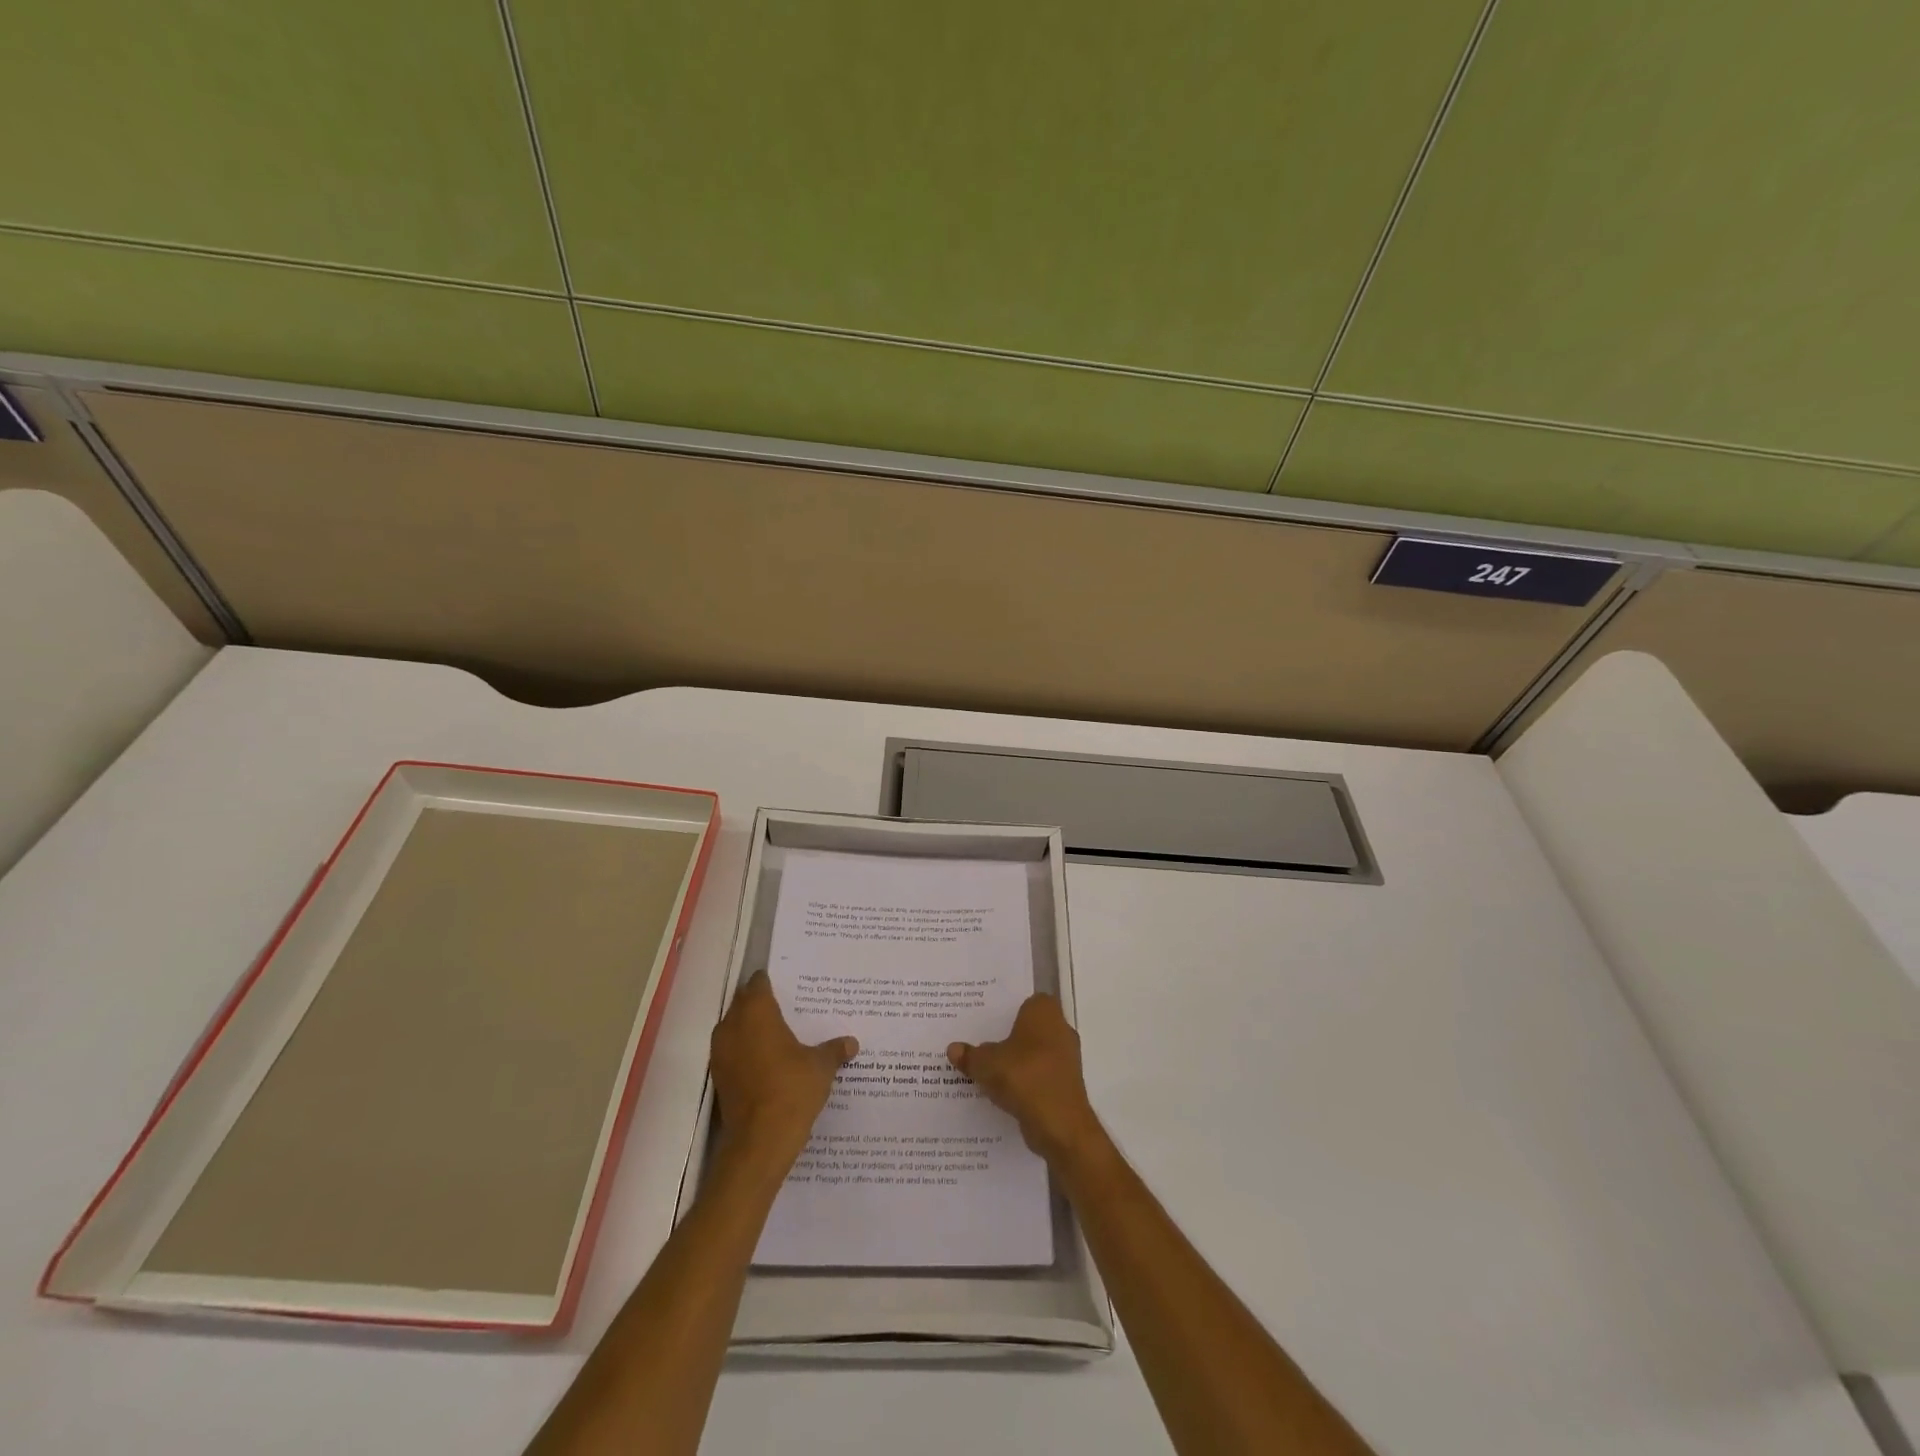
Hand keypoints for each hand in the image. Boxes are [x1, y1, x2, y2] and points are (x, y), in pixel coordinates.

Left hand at [710, 971, 857, 1174]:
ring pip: (735, 1028)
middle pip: (743, 1003)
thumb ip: (834, 1050)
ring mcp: (720, 1052)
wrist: (759, 1142)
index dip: (772, 981)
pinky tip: (768, 1062)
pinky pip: (732, 1052)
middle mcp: (732, 1025)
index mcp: (756, 1012)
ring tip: (780, 1035)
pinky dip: (746, 1051)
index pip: (758, 983)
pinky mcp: (718, 1077)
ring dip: (751, 1028)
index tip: (789, 986)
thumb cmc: (791, 1090)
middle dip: (761, 1004)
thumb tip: (851, 1043)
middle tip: (789, 1008)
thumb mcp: (821, 1066)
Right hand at [948, 993, 1102, 1162]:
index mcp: (1044, 1011)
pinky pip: (1041, 1076)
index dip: (1006, 1010)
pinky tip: (1004, 1093)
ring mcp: (1067, 1058)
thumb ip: (970, 1055)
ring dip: (1017, 1062)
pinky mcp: (1067, 1085)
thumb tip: (953, 1049)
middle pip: (1029, 1028)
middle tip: (981, 1044)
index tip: (986, 1020)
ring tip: (988, 1070)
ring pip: (1035, 1054)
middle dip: (1009, 1037)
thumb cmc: (1024, 1077)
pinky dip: (1026, 1083)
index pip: (1025, 1001)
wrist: (1060, 1124)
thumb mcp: (986, 1064)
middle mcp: (1060, 1028)